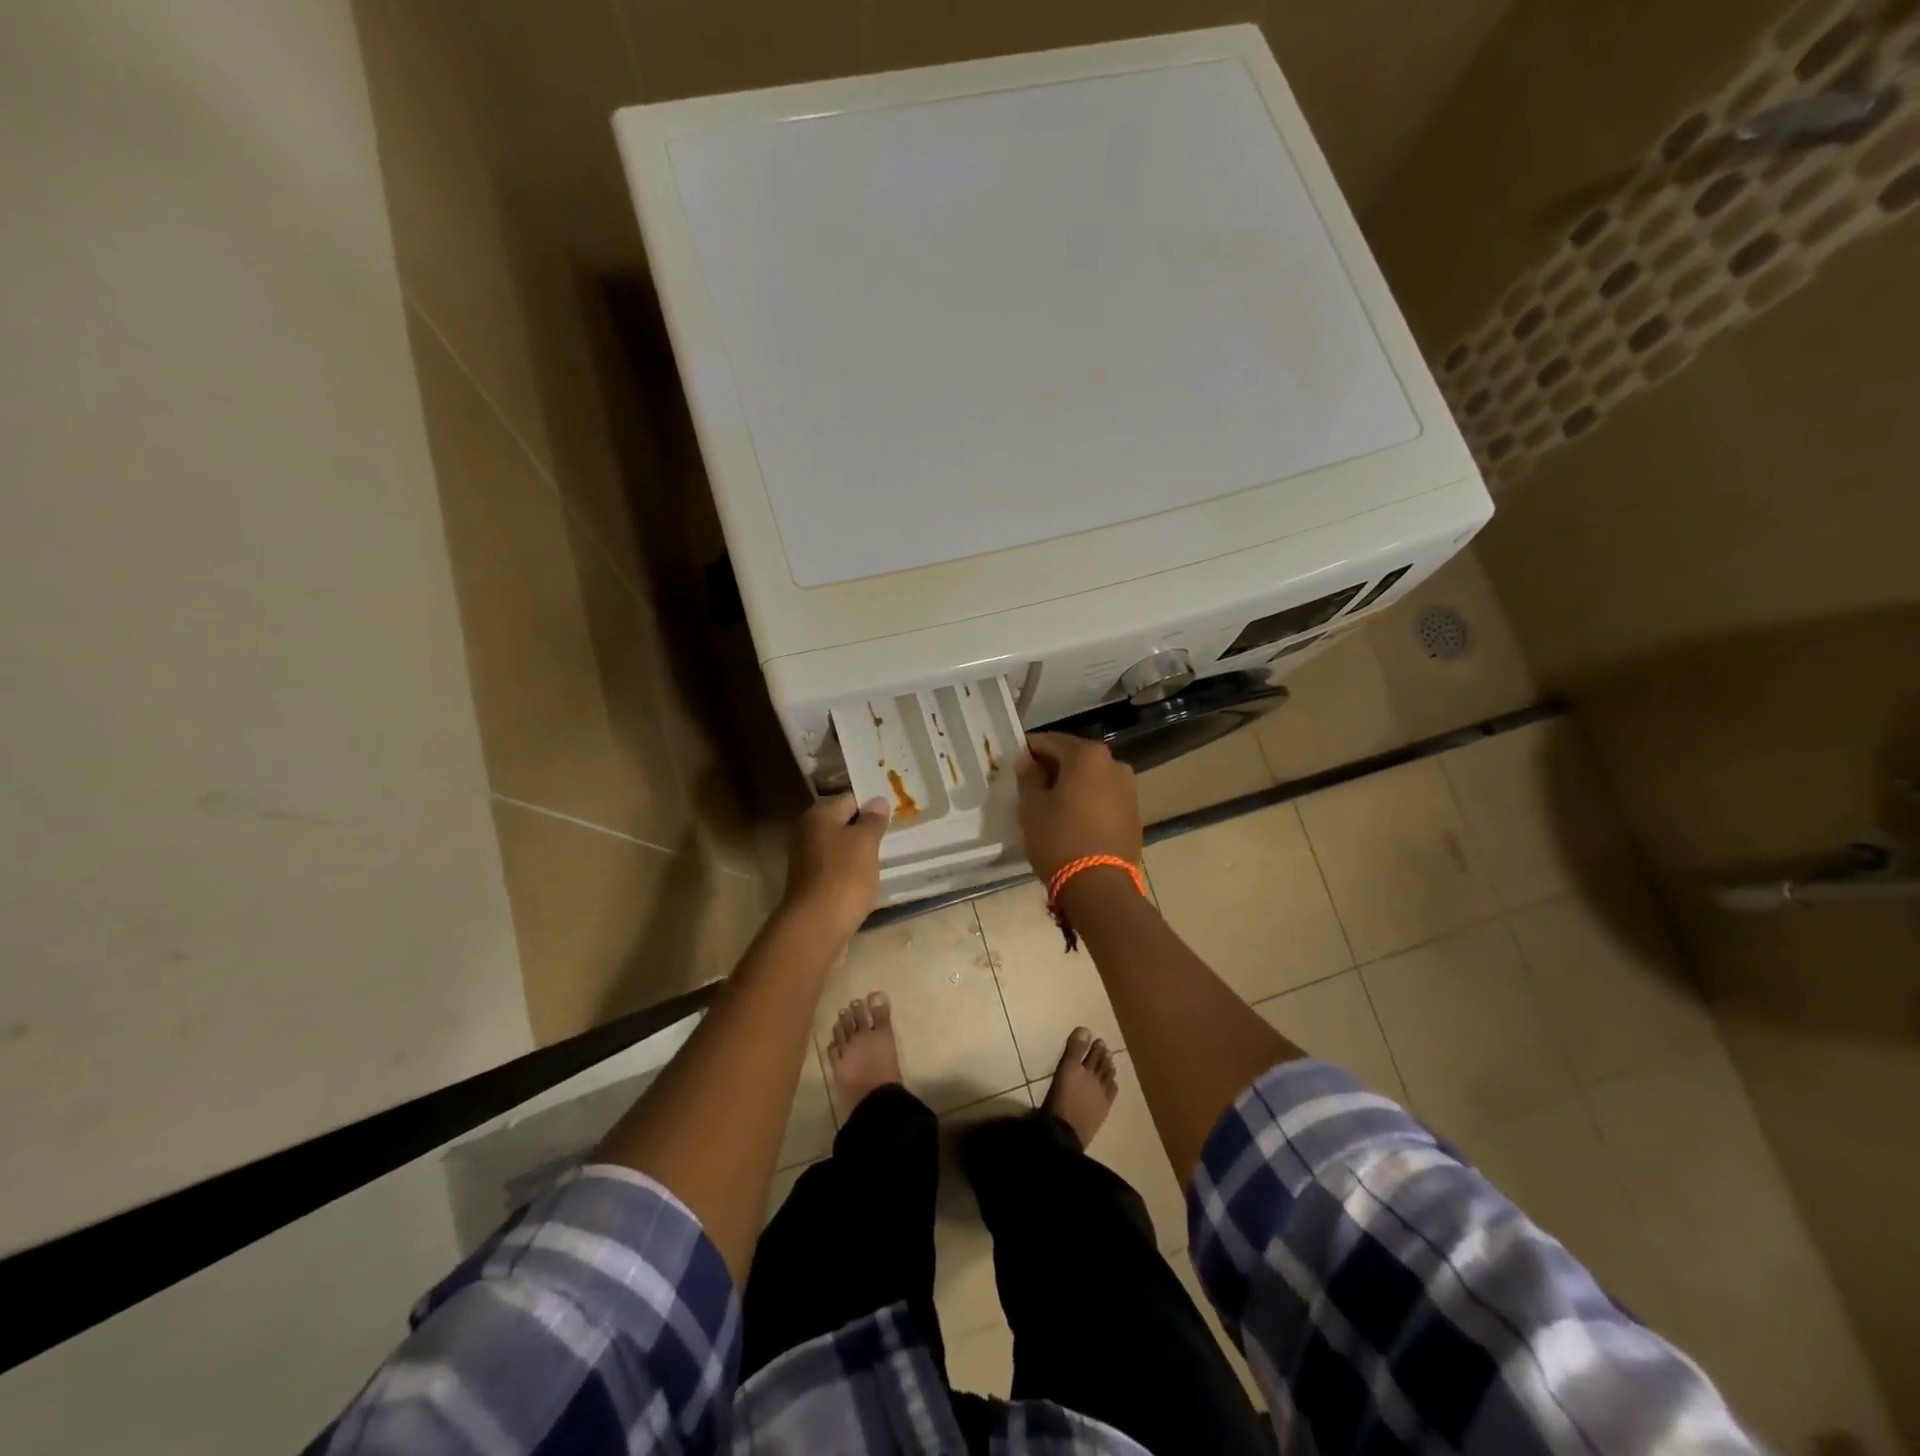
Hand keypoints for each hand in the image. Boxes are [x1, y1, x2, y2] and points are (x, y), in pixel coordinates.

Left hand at [780, 793, 890, 945]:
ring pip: (841, 848)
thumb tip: (877, 801)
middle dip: (867, 830)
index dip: (873, 805)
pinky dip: (852, 873)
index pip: (850, 798)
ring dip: (860, 853)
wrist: (817, 927)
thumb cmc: (844, 876)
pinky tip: (867, 881)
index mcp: (819, 816)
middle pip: (843, 823)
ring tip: (884, 859)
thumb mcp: (865, 842)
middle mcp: (808, 833)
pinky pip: (837, 870)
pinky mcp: (812, 885)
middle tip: (893, 836)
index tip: (895, 815)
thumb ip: (873, 820)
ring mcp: (807, 861)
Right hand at [1015, 732, 1142, 883]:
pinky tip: (1072, 818)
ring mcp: (1128, 789)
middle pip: (1074, 758)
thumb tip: (1028, 761)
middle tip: (1030, 783)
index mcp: (1088, 755)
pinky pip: (1103, 797)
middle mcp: (1114, 764)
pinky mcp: (1134, 814)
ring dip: (1071, 784)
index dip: (1029, 750)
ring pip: (1091, 778)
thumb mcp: (1032, 807)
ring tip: (1050, 803)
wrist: (1100, 887)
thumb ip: (1029, 777)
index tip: (1015, 762)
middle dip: (1052, 767)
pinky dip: (1087, 800)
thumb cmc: (1059, 839)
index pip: (1050, 742)